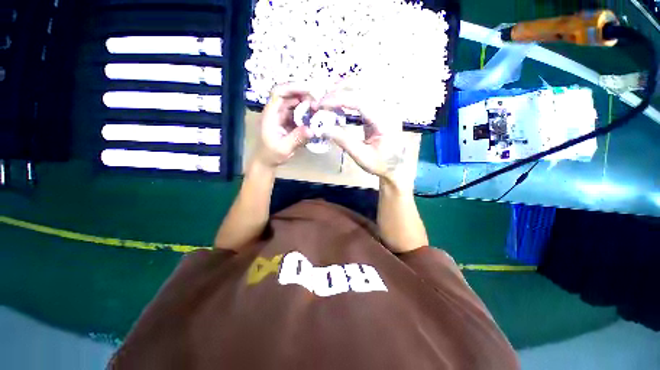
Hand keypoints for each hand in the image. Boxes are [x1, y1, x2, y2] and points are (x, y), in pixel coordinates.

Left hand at [252, 83, 313, 168]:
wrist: (266, 161)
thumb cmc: (271, 154)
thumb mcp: (284, 148)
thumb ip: (297, 139)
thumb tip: (312, 130)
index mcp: (270, 114)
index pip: (278, 93)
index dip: (293, 87)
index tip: (309, 90)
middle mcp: (275, 111)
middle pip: (288, 95)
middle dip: (303, 95)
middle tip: (318, 103)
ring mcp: (281, 116)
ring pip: (294, 103)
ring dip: (306, 104)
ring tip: (317, 109)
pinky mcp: (287, 121)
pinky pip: (297, 113)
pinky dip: (306, 113)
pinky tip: (314, 117)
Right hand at [317, 86, 410, 185]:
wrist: (395, 166)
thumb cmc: (380, 164)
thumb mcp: (361, 157)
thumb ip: (344, 141)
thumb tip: (324, 128)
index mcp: (385, 122)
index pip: (361, 101)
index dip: (340, 100)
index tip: (322, 104)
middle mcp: (387, 110)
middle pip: (363, 89)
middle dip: (340, 91)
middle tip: (322, 101)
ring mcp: (385, 108)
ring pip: (364, 90)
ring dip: (344, 91)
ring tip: (328, 100)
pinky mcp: (380, 111)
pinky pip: (364, 98)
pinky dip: (350, 98)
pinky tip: (339, 104)